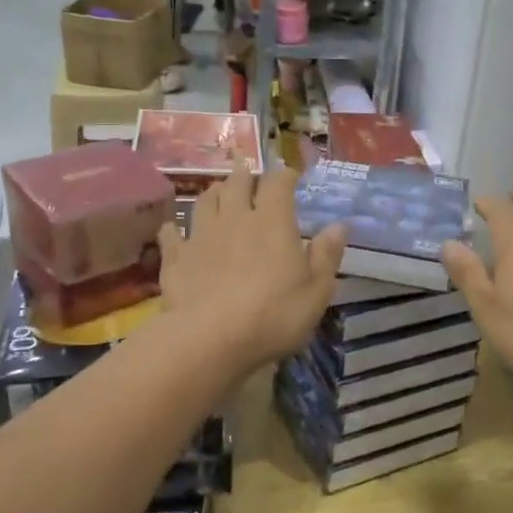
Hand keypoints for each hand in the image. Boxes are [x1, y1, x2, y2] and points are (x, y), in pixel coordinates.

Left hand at [158, 166, 345, 375]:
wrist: (211, 338)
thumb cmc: (274, 314)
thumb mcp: (316, 291)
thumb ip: (326, 255)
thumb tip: (340, 226)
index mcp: (273, 222)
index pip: (278, 184)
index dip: (285, 176)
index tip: (291, 176)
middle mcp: (235, 218)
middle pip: (237, 184)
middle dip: (245, 176)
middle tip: (249, 174)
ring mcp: (200, 236)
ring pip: (204, 202)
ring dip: (213, 192)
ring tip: (218, 191)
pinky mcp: (176, 259)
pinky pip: (172, 235)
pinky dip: (175, 229)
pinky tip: (174, 230)